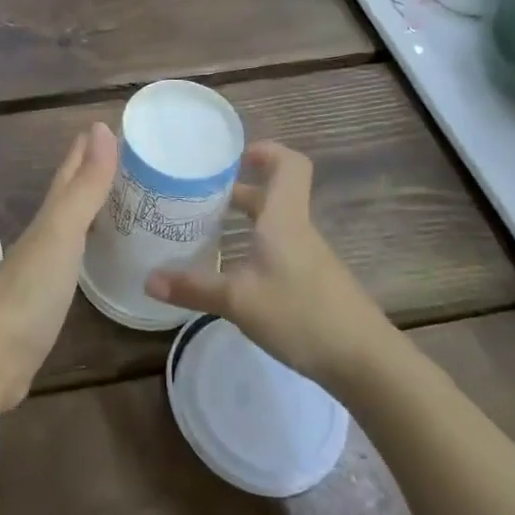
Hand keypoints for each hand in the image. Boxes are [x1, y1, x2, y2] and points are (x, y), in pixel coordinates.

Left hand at [0, 123, 117, 411]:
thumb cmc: (29, 290)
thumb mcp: (61, 232)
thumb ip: (84, 187)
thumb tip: (102, 128)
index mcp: (47, 220)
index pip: (69, 175)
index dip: (86, 150)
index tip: (105, 125)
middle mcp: (42, 239)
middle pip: (68, 199)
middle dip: (88, 176)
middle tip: (121, 160)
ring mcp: (40, 272)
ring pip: (69, 230)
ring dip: (88, 213)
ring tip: (116, 203)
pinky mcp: (44, 305)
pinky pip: (70, 264)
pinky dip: (84, 251)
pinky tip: (93, 256)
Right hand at [144, 141, 399, 393]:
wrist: (367, 363)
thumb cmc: (302, 315)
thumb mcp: (238, 301)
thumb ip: (193, 288)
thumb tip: (148, 279)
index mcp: (284, 219)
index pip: (289, 165)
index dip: (266, 151)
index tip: (234, 156)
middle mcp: (297, 230)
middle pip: (273, 194)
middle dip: (238, 190)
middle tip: (199, 195)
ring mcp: (309, 258)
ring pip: (274, 224)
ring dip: (244, 222)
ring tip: (206, 231)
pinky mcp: (313, 283)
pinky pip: (279, 250)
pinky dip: (254, 248)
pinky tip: (233, 272)